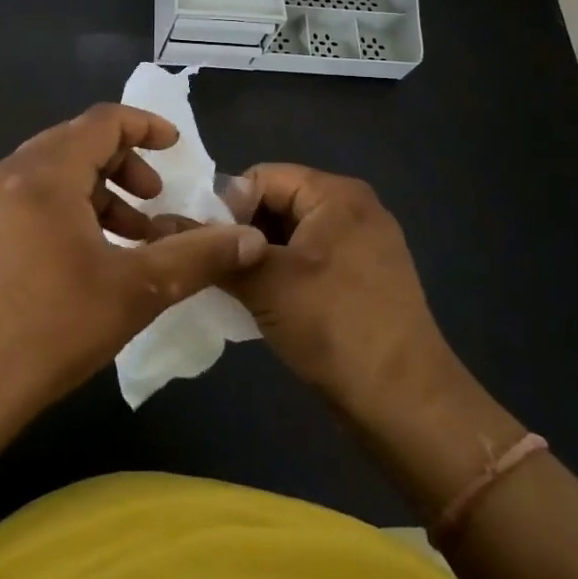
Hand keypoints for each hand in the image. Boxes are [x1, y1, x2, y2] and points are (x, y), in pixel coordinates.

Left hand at [0, 103, 269, 427]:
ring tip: (129, 234)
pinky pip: (27, 196)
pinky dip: (65, 207)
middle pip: (74, 142)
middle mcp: (6, 174)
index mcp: (43, 175)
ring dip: (96, 190)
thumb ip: (197, 256)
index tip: (176, 148)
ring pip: (50, 172)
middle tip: (154, 198)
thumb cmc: (53, 329)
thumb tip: (251, 241)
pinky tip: (84, 254)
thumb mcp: (136, 291)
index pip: (101, 122)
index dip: (145, 127)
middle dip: (123, 163)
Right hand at [224, 164, 472, 425]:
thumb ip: (217, 250)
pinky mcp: (364, 279)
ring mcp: (363, 245)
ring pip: (292, 234)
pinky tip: (263, 302)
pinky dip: (283, 273)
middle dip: (241, 232)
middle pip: (278, 202)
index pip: (262, 177)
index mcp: (337, 194)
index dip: (226, 206)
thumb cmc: (334, 326)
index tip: (205, 246)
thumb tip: (172, 228)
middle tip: (214, 268)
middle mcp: (354, 209)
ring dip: (259, 256)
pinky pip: (310, 259)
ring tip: (233, 287)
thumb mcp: (266, 283)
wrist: (405, 402)